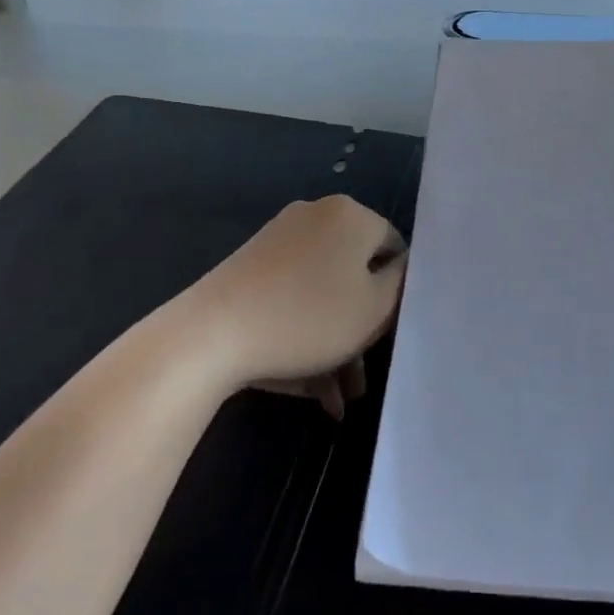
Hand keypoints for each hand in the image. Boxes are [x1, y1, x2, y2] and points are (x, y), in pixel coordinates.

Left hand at [179, 197, 405, 418]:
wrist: (212, 333)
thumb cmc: (309, 318)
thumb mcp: (375, 308)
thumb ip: (400, 283)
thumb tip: (400, 267)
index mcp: (350, 215)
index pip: (393, 247)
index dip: (398, 291)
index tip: (391, 332)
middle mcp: (316, 216)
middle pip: (355, 274)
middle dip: (362, 329)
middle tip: (362, 377)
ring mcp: (279, 241)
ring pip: (322, 294)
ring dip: (335, 345)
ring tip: (336, 399)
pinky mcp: (251, 267)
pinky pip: (293, 298)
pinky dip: (304, 335)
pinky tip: (308, 388)